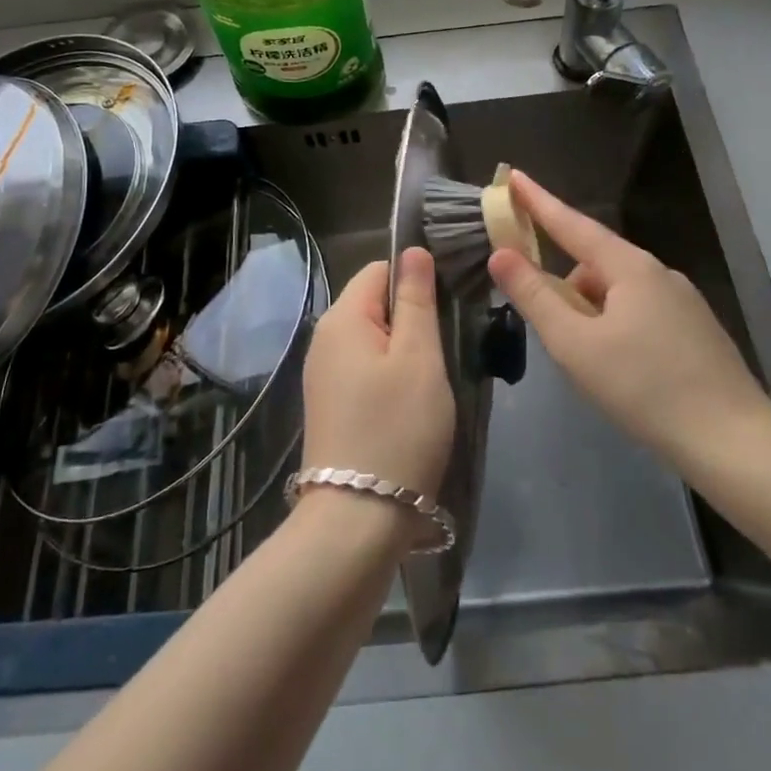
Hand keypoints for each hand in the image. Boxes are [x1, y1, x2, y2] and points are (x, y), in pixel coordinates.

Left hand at [301, 247, 454, 499]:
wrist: (356, 519)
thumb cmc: (397, 428)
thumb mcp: (419, 358)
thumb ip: (417, 299)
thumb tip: (413, 251)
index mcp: (342, 317)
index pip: (380, 270)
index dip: (415, 280)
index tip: (446, 308)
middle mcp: (324, 338)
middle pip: (374, 303)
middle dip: (411, 317)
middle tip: (444, 349)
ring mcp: (323, 373)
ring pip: (373, 338)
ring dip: (404, 349)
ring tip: (432, 379)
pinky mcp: (330, 404)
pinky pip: (365, 368)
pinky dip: (389, 374)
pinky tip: (410, 403)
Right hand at [486, 171, 770, 465]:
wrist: (734, 442)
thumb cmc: (645, 388)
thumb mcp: (575, 344)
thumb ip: (535, 296)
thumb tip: (501, 253)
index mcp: (630, 267)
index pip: (572, 223)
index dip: (538, 201)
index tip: (513, 177)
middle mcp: (659, 273)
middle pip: (594, 263)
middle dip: (565, 285)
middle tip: (549, 327)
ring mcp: (683, 301)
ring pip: (618, 291)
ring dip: (591, 311)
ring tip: (587, 362)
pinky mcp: (695, 329)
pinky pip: (640, 311)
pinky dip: (616, 326)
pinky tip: (620, 369)